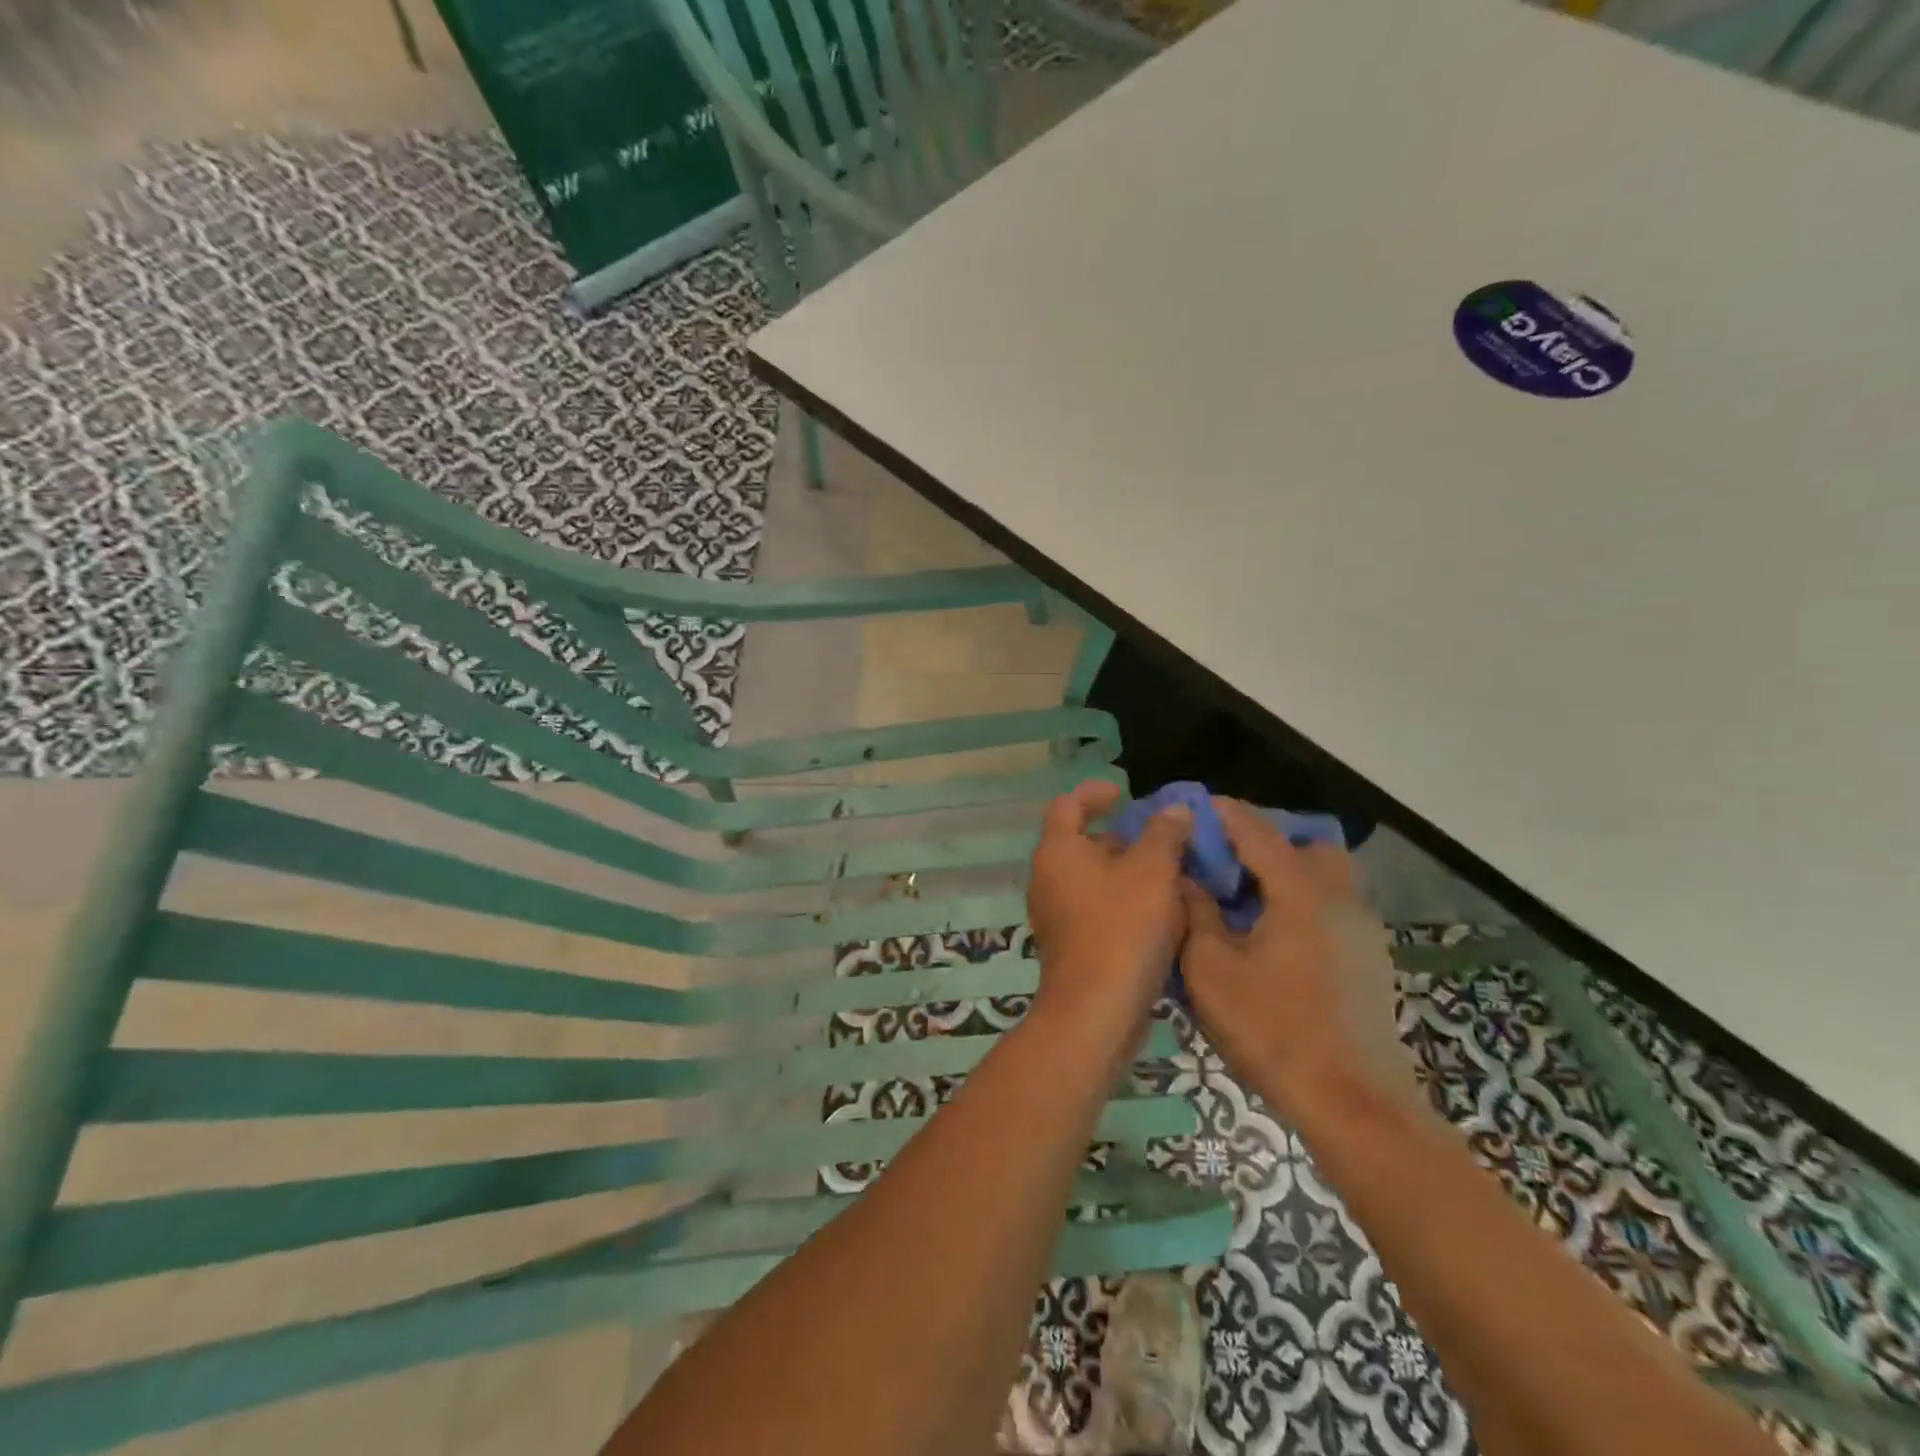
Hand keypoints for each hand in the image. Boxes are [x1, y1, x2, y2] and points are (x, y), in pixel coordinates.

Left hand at [1025, 779, 1191, 1051]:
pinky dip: (1123, 902)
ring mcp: (1055, 914)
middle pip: (1082, 843)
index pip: (1067, 805)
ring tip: (1170, 877)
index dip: (1094, 793)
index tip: (1124, 793)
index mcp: (1057, 851)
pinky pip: (1096, 909)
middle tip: (1161, 840)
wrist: (1097, 1009)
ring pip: (1093, 879)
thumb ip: (1164, 834)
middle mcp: (1047, 878)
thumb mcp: (1152, 871)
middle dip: (1122, 838)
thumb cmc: (1122, 927)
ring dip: (1127, 873)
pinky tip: (1160, 915)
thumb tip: (1173, 810)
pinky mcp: (1069, 944)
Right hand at [1180, 799, 1422, 1118]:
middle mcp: (1339, 897)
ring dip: (1288, 871)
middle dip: (1267, 839)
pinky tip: (1274, 936)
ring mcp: (1362, 929)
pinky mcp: (1370, 958)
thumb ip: (1196, 914)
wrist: (1354, 1104)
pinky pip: (1334, 906)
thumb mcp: (1211, 970)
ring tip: (1247, 898)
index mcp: (1300, 891)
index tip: (1196, 805)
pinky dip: (1303, 900)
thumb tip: (1186, 879)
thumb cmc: (1273, 1031)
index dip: (1224, 813)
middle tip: (1227, 860)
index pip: (1258, 831)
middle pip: (1308, 843)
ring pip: (1327, 875)